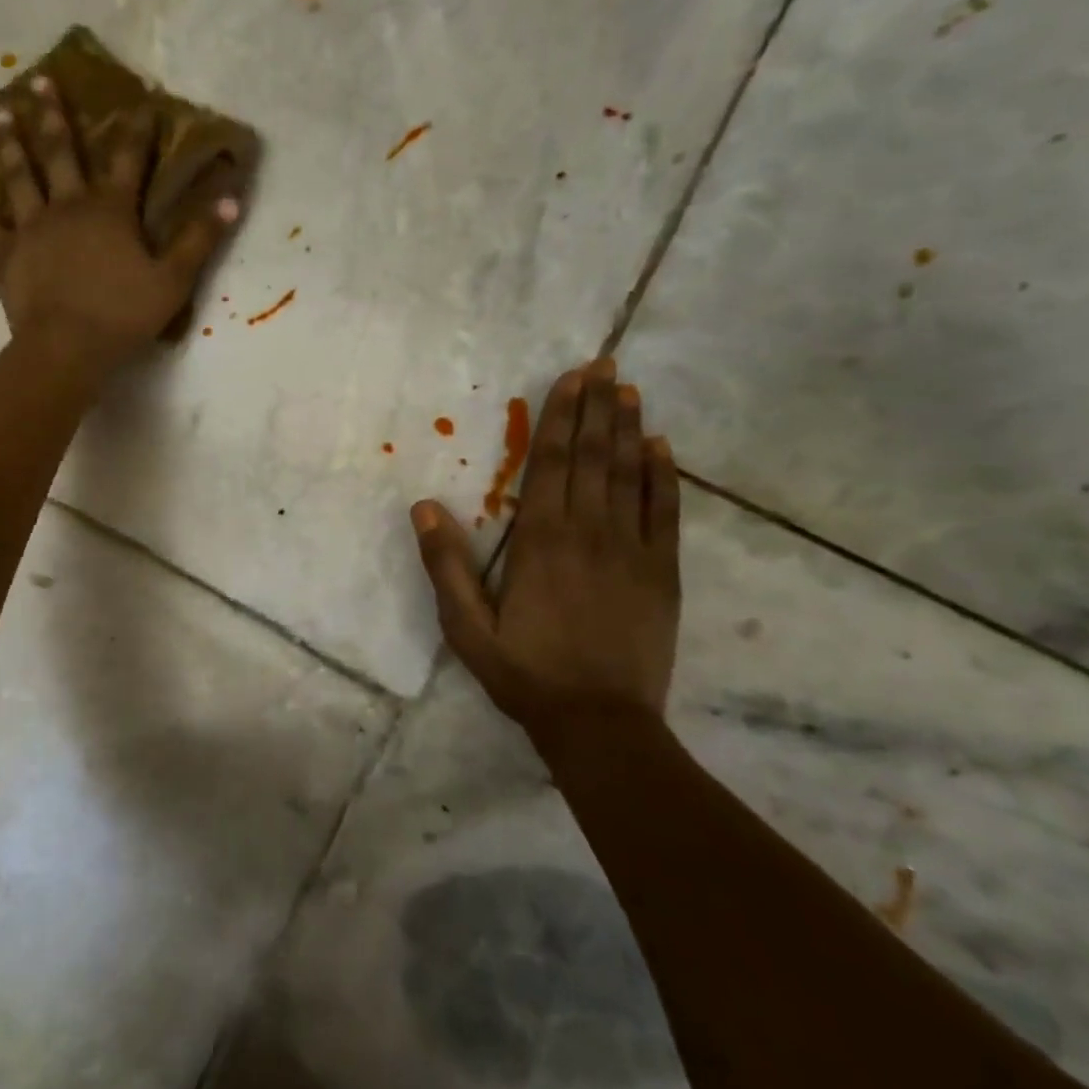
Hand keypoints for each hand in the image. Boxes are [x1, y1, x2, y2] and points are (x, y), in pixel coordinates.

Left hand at [0, 73, 240, 378]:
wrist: (67, 348)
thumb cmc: (123, 316)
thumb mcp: (173, 280)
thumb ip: (200, 238)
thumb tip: (231, 197)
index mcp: (110, 210)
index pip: (128, 160)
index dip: (136, 130)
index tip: (141, 102)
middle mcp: (67, 206)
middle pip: (59, 153)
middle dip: (52, 116)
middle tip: (38, 80)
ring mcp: (30, 227)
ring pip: (16, 175)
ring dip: (7, 142)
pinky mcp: (3, 253)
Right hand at [411, 358, 682, 728]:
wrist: (599, 723)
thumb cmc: (525, 672)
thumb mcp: (466, 626)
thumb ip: (446, 566)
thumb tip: (424, 507)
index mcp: (539, 541)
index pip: (549, 463)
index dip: (560, 417)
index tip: (570, 379)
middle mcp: (588, 532)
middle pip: (592, 457)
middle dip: (597, 408)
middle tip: (605, 365)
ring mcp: (631, 550)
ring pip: (630, 475)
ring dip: (628, 430)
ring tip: (629, 391)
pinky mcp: (661, 572)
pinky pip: (664, 512)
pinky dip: (663, 477)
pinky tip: (661, 448)